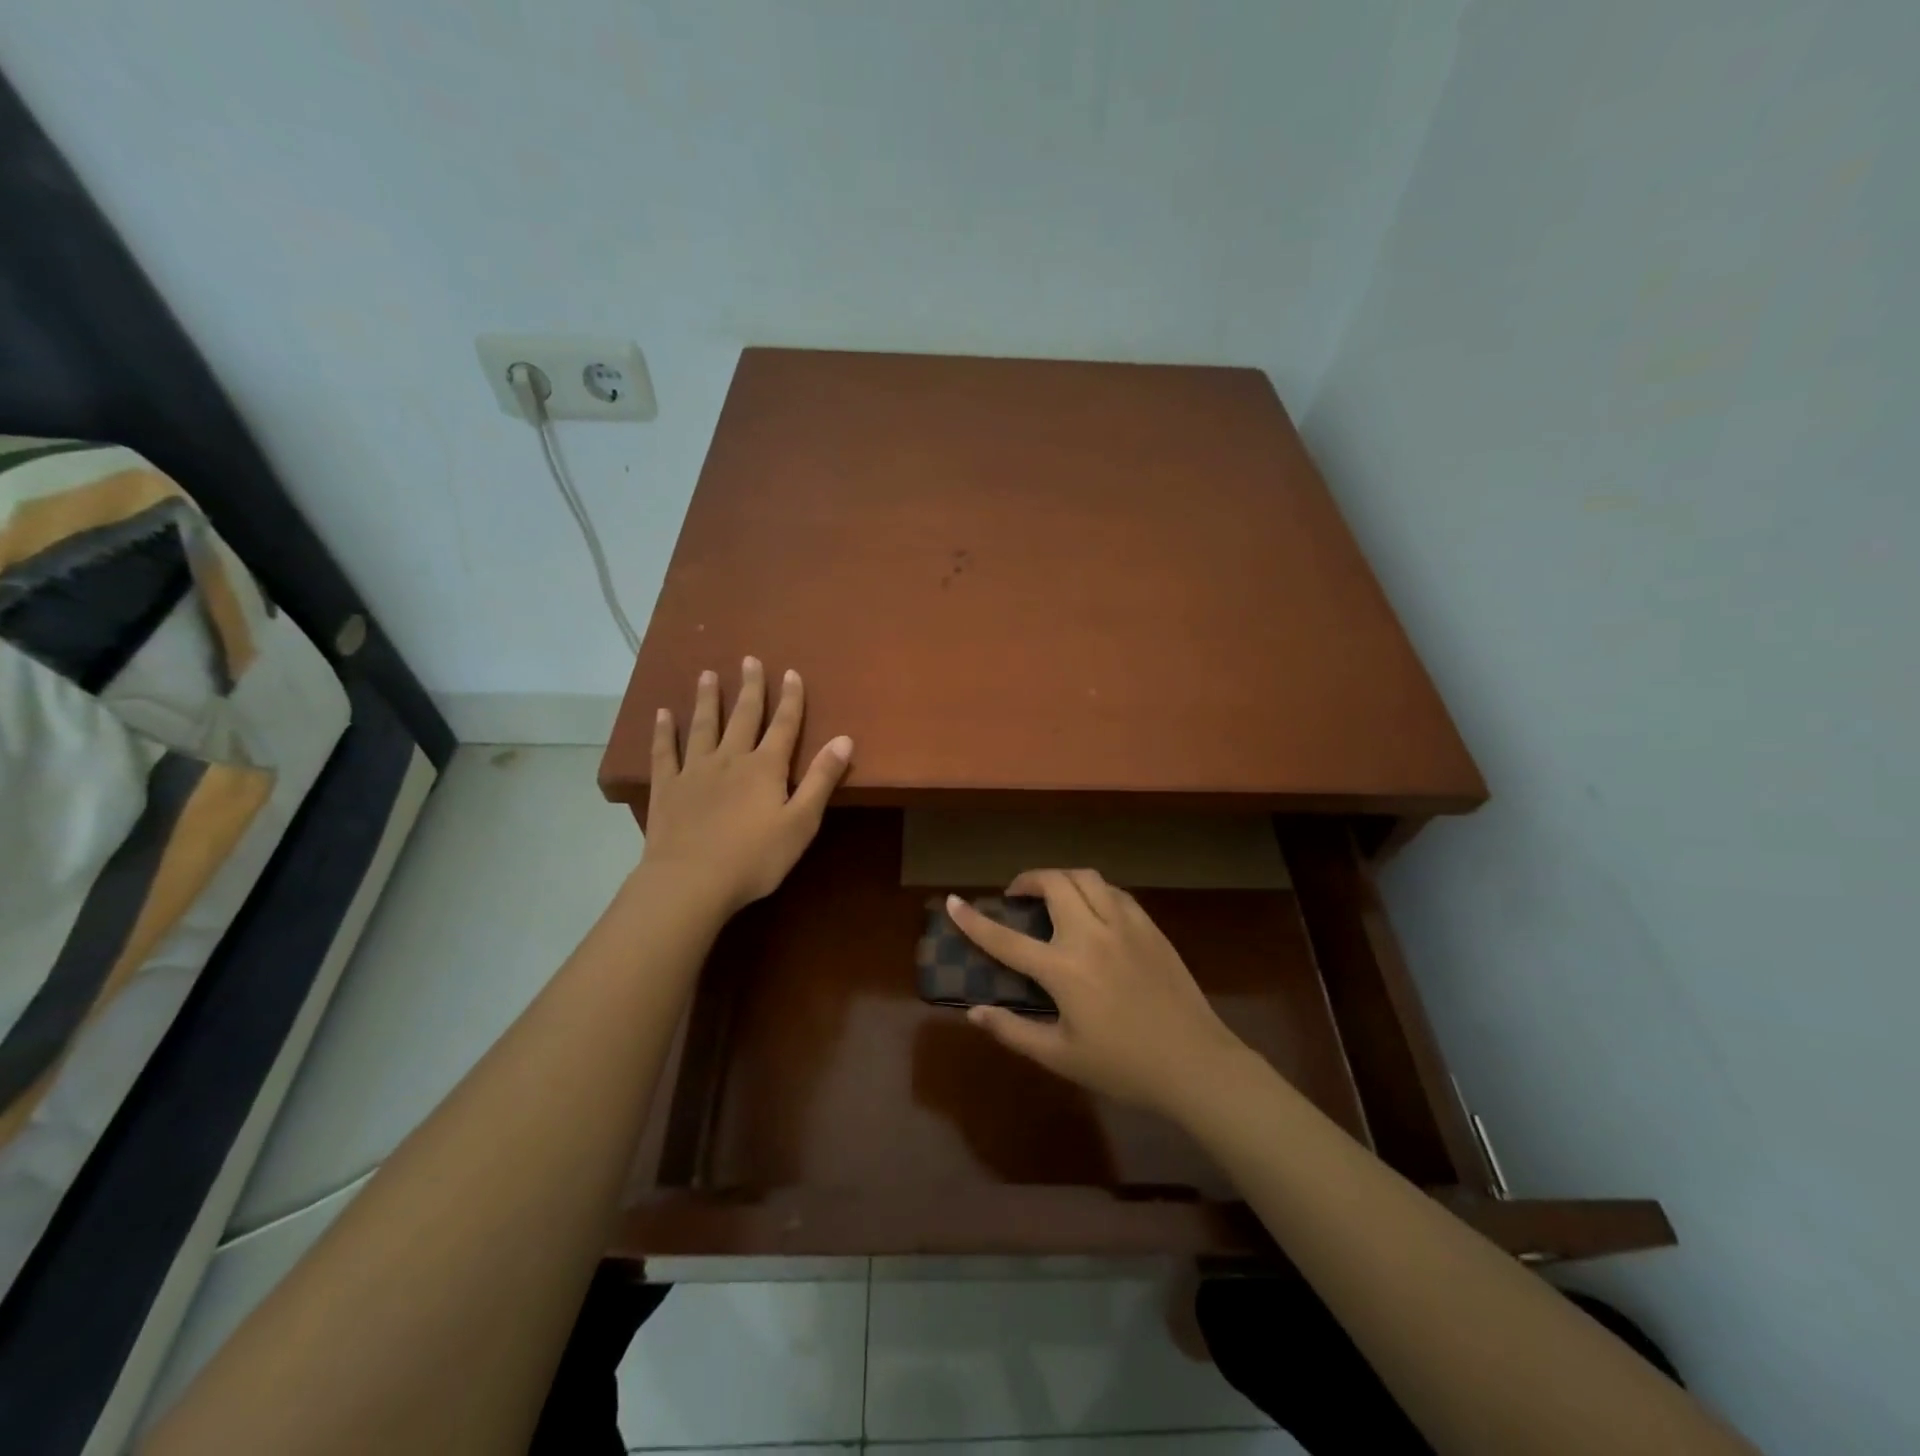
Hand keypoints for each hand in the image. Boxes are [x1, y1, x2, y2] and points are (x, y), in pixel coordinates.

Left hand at [641, 658, 852, 915]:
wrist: (691, 881)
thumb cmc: (755, 858)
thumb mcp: (801, 822)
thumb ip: (822, 779)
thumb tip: (845, 739)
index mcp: (766, 767)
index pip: (784, 725)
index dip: (790, 699)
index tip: (791, 673)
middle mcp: (731, 759)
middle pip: (743, 716)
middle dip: (750, 688)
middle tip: (749, 659)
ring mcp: (695, 771)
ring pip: (703, 726)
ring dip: (707, 699)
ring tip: (707, 674)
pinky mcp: (667, 788)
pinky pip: (665, 752)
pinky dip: (664, 732)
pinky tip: (662, 713)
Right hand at [946, 869, 1248, 1117]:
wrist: (1195, 1064)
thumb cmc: (1123, 1067)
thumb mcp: (1061, 1057)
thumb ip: (1014, 1031)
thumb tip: (975, 1012)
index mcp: (1064, 970)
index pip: (1006, 939)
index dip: (974, 920)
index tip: (953, 901)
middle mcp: (1091, 935)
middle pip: (1054, 883)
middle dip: (1028, 879)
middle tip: (1017, 895)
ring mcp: (1125, 925)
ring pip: (1086, 877)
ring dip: (1061, 878)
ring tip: (1053, 895)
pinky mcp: (1150, 927)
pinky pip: (1115, 892)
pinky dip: (1094, 889)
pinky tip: (1093, 909)